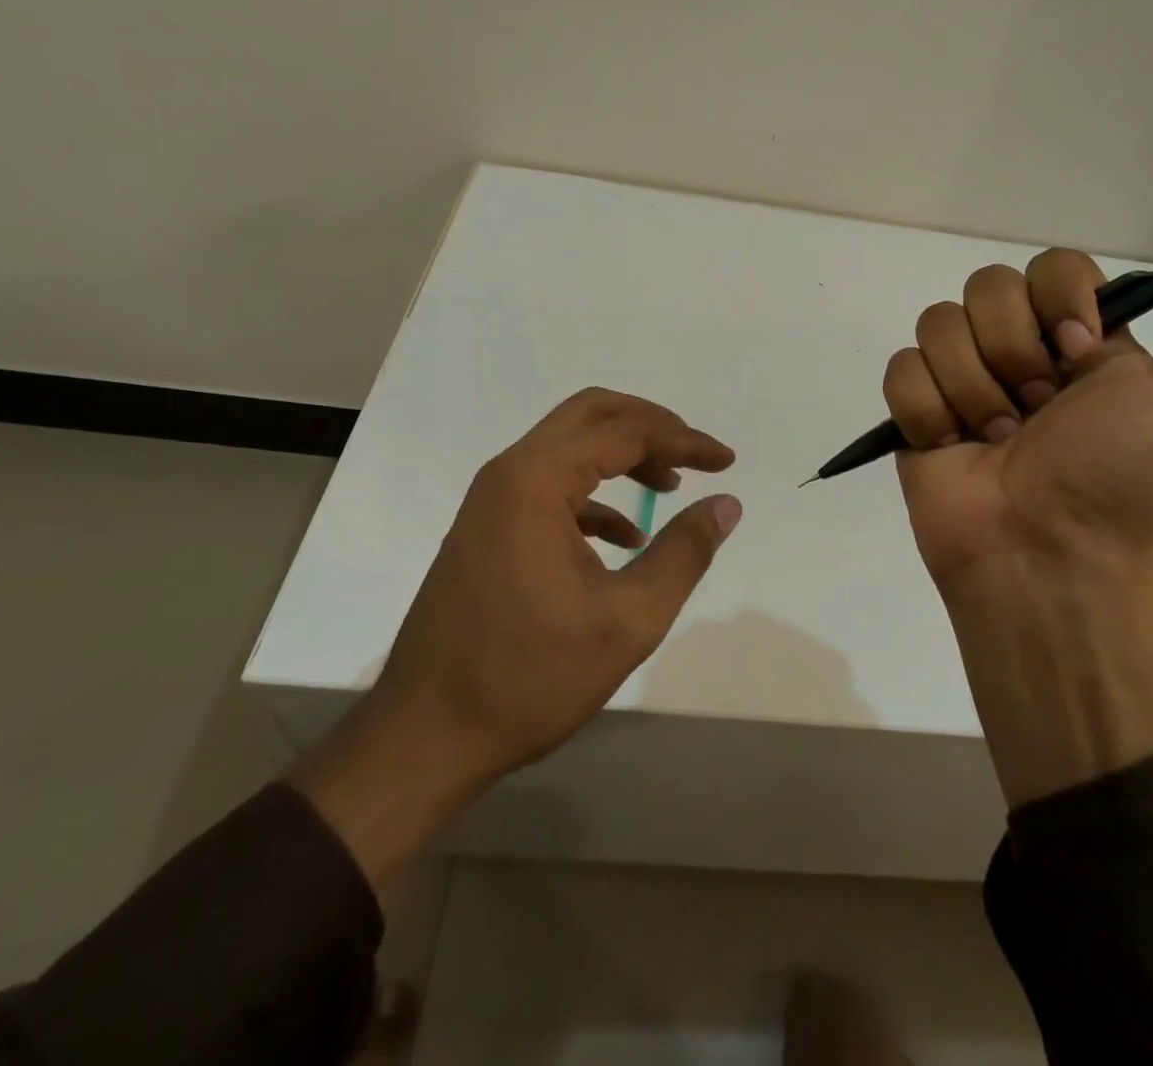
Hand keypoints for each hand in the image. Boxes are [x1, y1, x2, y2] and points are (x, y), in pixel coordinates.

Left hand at [293, 388, 741, 885]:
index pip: (625, 432)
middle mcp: (508, 474)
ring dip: (622, 456)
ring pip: (568, 447)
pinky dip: (594, 495)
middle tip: (694, 454)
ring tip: (669, 487)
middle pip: (589, 415)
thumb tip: (726, 504)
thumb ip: (685, 552)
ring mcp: (491, 501)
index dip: (683, 440)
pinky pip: (549, 487)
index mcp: (536, 480)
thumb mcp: (629, 619)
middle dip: (649, 426)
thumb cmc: (530, 677)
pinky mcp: (486, 530)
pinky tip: (627, 538)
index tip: (727, 461)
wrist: (426, 736)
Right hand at [882, 243, 1152, 802]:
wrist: (1047, 552)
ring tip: (996, 441)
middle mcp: (1020, 348)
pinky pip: (902, 367)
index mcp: (1082, 338)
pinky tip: (953, 446)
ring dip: (973, 389)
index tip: (1080, 357)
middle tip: (1037, 411)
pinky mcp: (917, 409)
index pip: (1053, 264)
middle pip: (986, 286)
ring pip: (938, 323)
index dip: (1060, 301)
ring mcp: (962, 377)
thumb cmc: (1126, 476)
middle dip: (1014, 352)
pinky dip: (930, 410)